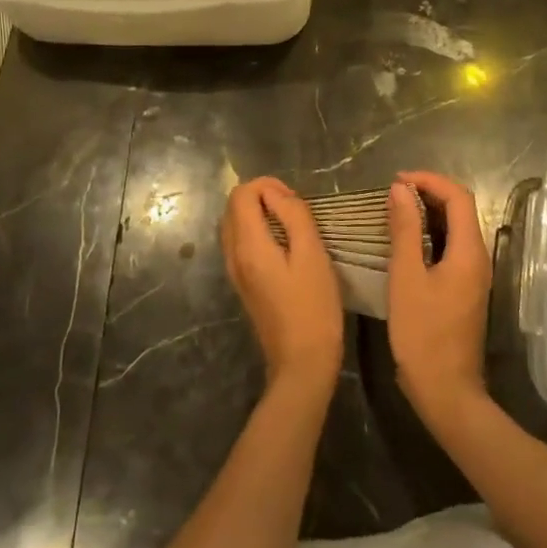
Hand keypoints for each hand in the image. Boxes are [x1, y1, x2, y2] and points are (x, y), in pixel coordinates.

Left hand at [222, 177, 343, 394]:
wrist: (301, 362)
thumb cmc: (313, 306)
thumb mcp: (312, 254)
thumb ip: (294, 216)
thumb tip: (277, 194)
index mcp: (248, 245)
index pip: (241, 194)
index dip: (267, 185)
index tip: (294, 198)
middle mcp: (233, 255)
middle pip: (233, 207)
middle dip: (261, 196)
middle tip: (294, 209)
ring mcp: (234, 271)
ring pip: (234, 225)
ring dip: (258, 214)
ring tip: (291, 224)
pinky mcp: (242, 284)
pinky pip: (239, 243)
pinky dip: (256, 232)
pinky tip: (283, 245)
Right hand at [386, 172, 492, 429]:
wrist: (446, 390)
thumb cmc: (423, 334)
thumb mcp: (406, 278)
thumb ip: (405, 230)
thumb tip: (400, 189)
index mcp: (469, 251)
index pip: (458, 196)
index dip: (429, 180)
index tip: (397, 180)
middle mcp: (478, 257)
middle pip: (461, 209)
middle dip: (429, 192)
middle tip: (393, 192)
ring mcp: (474, 274)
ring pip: (456, 228)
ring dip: (429, 212)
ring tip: (395, 210)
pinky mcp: (464, 288)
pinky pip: (451, 247)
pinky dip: (430, 234)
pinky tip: (406, 240)